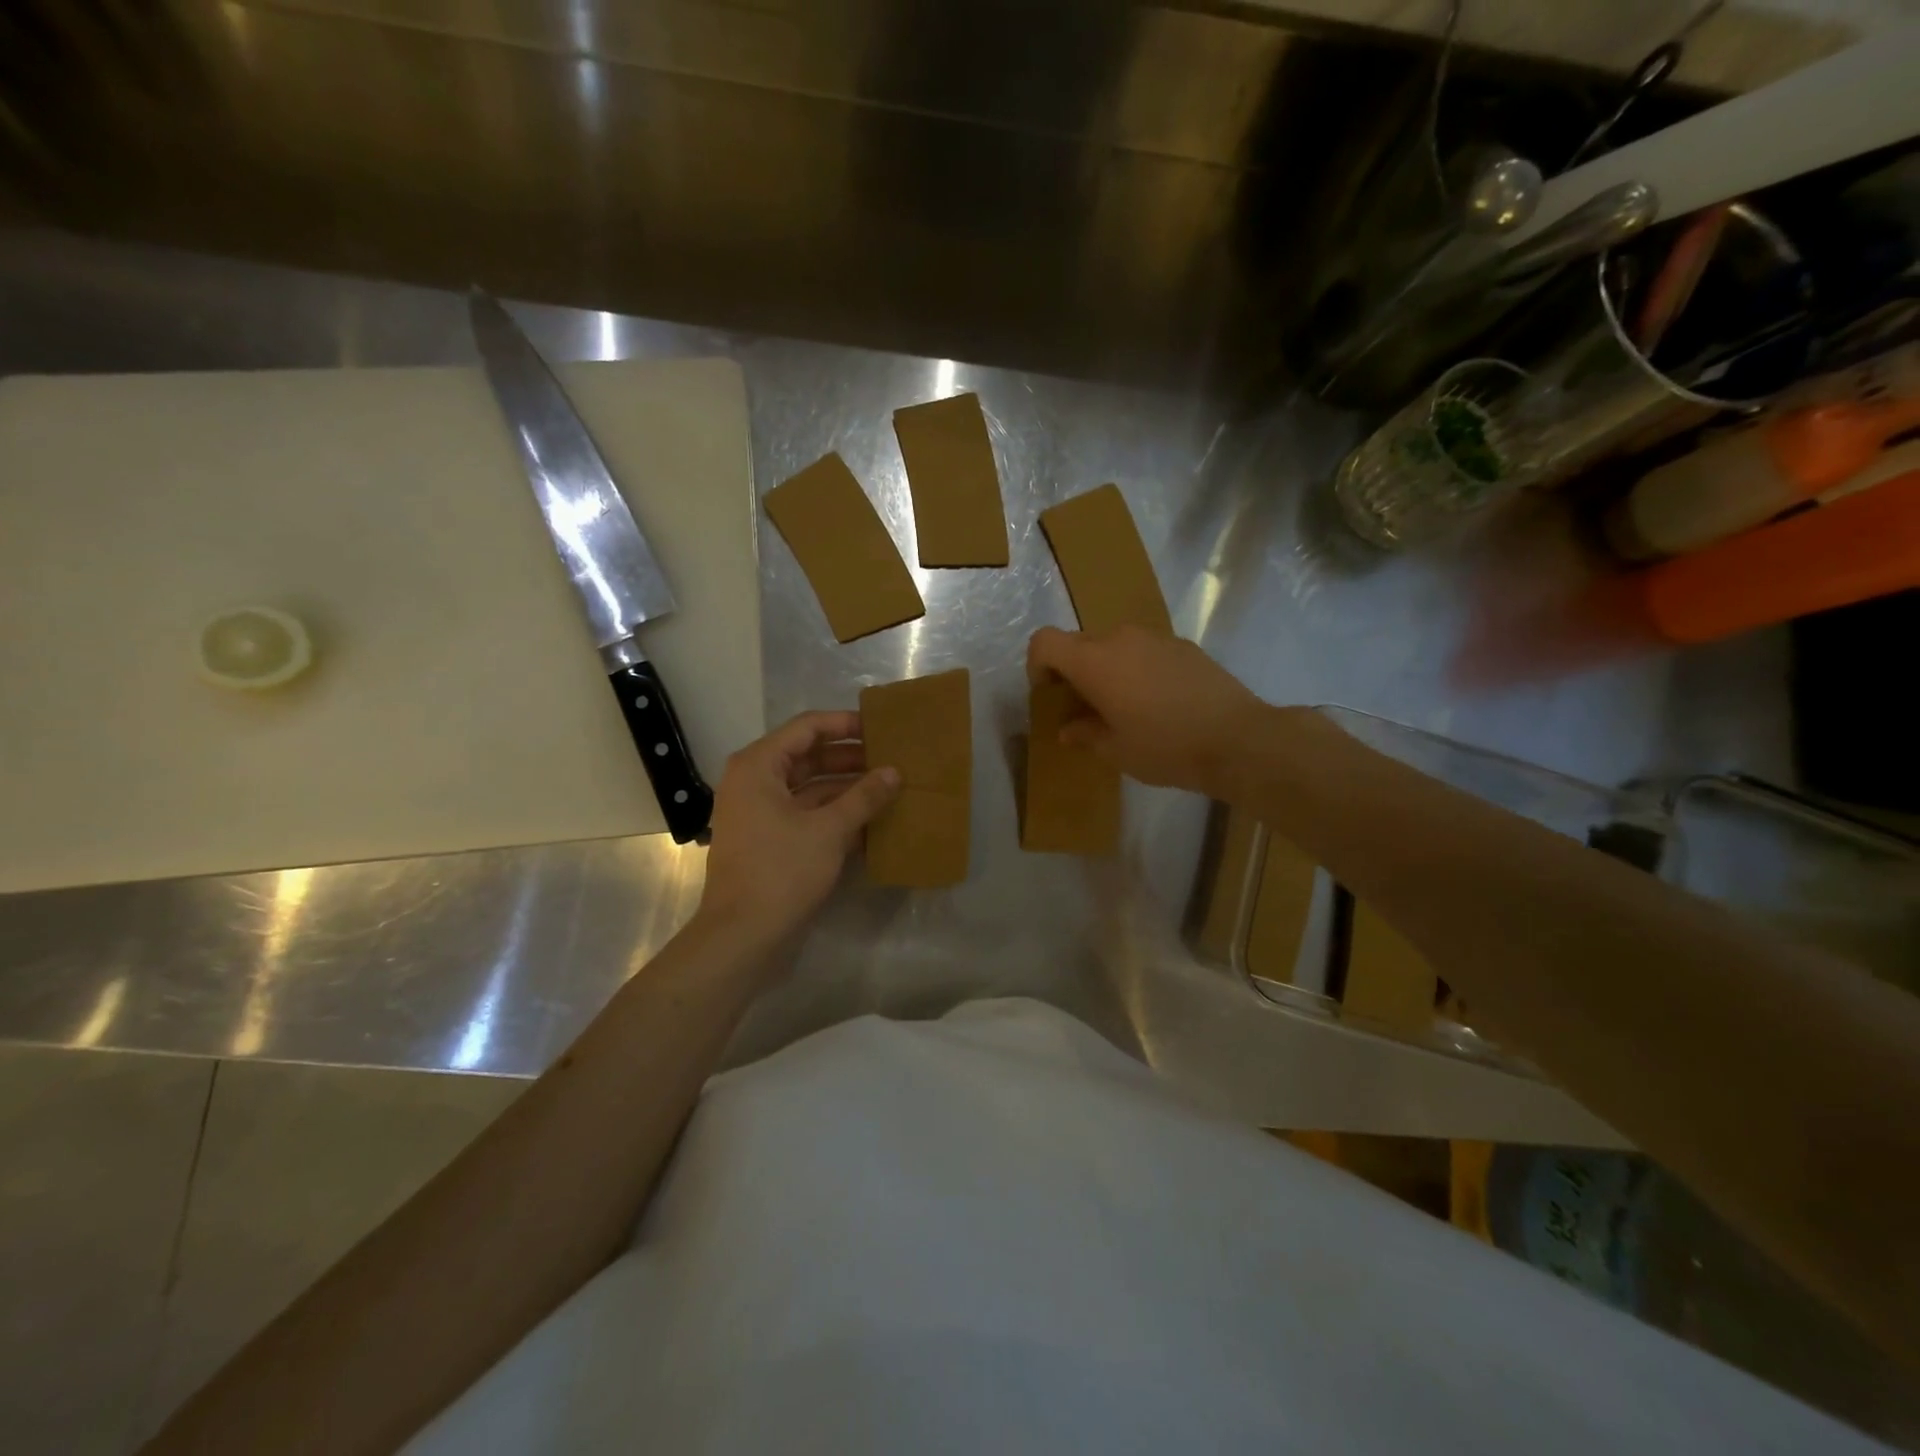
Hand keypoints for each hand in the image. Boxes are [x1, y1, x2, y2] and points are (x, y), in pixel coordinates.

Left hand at [695, 711, 898, 950]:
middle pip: (809, 756)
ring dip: (847, 787)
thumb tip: (894, 772)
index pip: (807, 728)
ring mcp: (761, 812)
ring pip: (810, 787)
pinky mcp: (770, 839)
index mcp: (759, 766)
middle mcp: (755, 781)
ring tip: (889, 787)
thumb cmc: (781, 871)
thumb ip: (864, 796)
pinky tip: (873, 820)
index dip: (845, 724)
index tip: (882, 728)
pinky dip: (836, 814)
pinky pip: (807, 814)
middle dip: (851, 757)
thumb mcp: (829, 830)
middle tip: (892, 757)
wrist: (742, 936)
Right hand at [1027, 625, 1268, 795]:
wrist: (1238, 739)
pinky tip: (1158, 702)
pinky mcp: (1183, 645)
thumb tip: (1069, 728)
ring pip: (1113, 644)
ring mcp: (1155, 637)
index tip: (1051, 695)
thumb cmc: (1166, 747)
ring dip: (1106, 668)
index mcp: (1094, 661)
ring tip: (1124, 705)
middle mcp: (1120, 638)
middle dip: (1072, 671)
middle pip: (1079, 643)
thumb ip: (1085, 733)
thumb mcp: (1116, 750)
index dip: (1037, 666)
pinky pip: (1144, 649)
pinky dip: (1137, 668)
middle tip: (1085, 707)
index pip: (1044, 642)